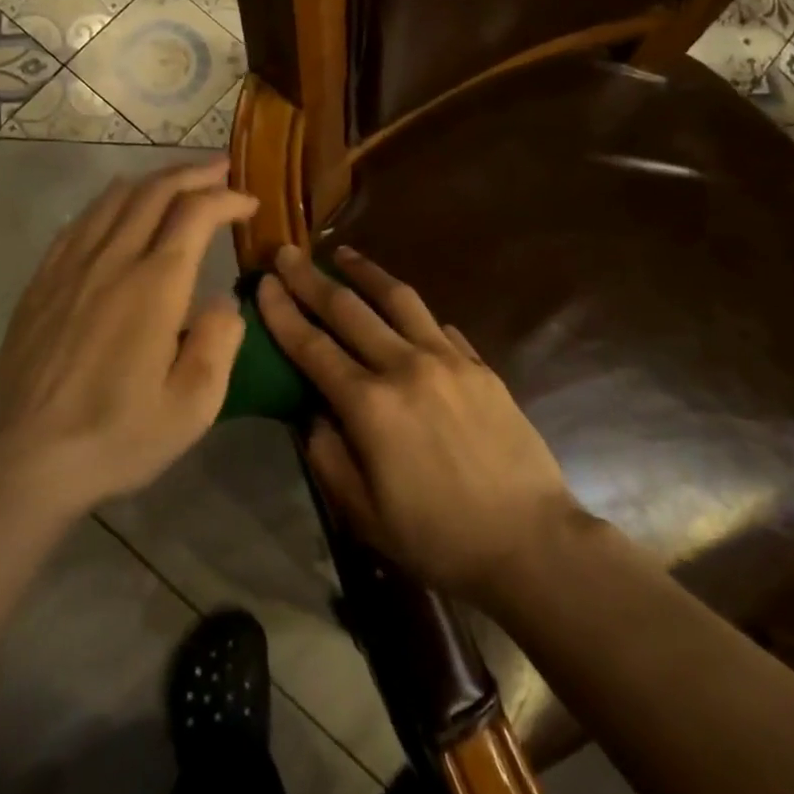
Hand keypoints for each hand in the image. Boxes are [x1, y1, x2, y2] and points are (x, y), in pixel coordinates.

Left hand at [0, 159, 257, 520]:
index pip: (196, 213)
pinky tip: (117, 209)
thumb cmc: (117, 437)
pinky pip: (79, 223)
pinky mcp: (41, 283)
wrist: (23, 462)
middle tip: (220, 168)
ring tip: (178, 180)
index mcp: (155, 286)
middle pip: (154, 192)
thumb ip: (218, 342)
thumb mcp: (193, 406)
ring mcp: (69, 268)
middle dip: (193, 172)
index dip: (227, 198)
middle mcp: (112, 261)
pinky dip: (109, 203)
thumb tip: (223, 301)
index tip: (250, 203)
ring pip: (113, 199)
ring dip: (152, 180)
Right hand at [256, 244, 579, 603]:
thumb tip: (313, 415)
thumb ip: (328, 457)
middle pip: (349, 310)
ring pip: (399, 301)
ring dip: (366, 273)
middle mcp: (406, 367)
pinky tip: (403, 307)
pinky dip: (412, 311)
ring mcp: (449, 360)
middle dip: (311, 279)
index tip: (263, 282)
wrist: (530, 541)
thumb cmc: (438, 538)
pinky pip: (438, 326)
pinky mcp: (481, 366)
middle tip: (287, 252)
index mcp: (370, 405)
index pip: (313, 346)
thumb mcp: (363, 513)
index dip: (283, 312)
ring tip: (343, 254)